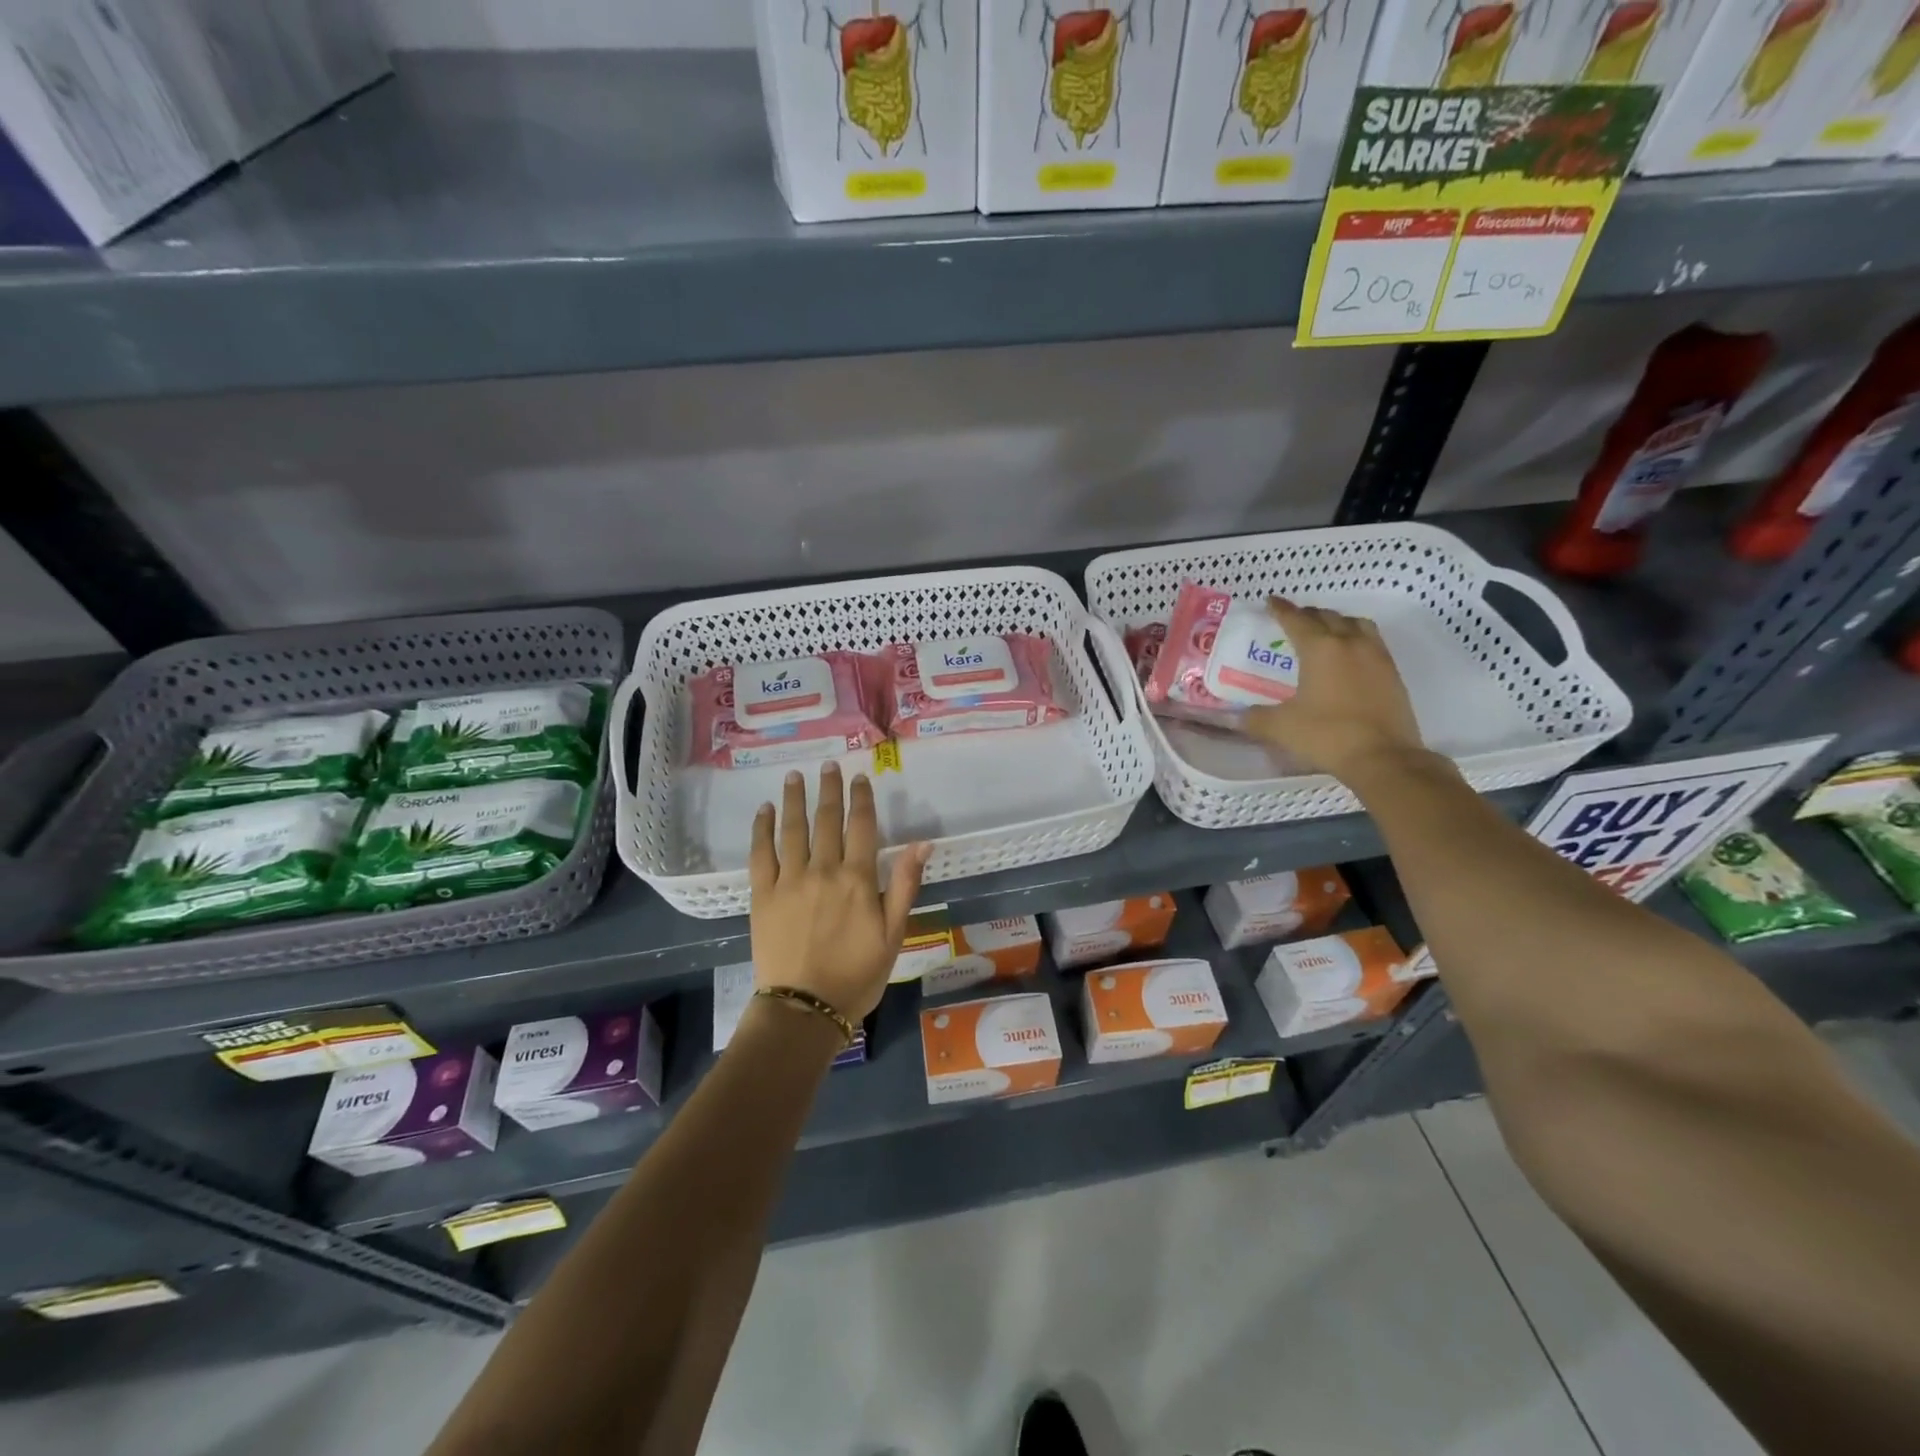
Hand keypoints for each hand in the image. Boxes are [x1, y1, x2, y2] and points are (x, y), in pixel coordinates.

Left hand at [748, 762, 931, 1022]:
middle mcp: (823, 870)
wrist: (805, 1009)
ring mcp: (789, 880)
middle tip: (828, 766)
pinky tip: (764, 811)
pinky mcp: (762, 894)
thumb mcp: (894, 934)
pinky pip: (760, 853)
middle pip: (826, 819)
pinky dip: (762, 829)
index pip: (861, 826)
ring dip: (794, 799)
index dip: (862, 799)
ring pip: (792, 829)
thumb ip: (905, 884)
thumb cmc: (857, 975)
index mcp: (857, 879)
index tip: (860, 778)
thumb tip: (923, 842)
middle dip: (829, 789)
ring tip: (794, 776)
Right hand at [1243, 597, 1427, 783]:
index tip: (1271, 601)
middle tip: (1294, 619)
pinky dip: (1356, 638)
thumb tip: (1236, 717)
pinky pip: (1372, 642)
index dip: (1281, 609)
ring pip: (1356, 624)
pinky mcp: (1392, 673)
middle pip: (1328, 616)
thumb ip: (1255, 718)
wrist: (1382, 757)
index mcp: (1320, 649)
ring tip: (1326, 631)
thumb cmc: (1326, 735)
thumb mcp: (1280, 727)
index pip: (1296, 620)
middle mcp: (1350, 643)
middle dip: (1308, 614)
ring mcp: (1376, 656)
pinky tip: (1349, 656)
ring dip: (1338, 622)